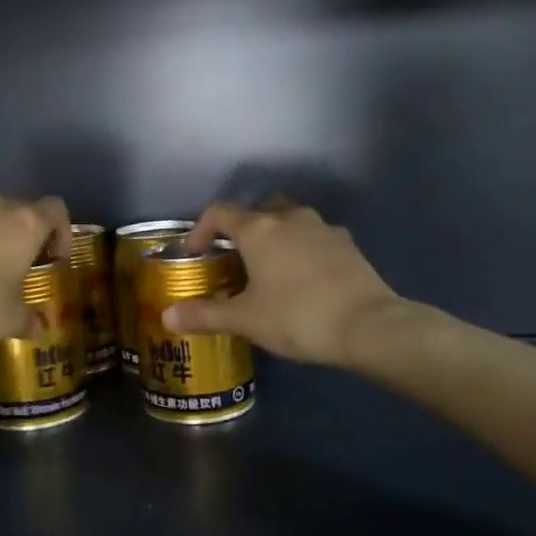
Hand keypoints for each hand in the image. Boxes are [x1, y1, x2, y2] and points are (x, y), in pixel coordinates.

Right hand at [162, 202, 403, 366]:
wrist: (368, 326)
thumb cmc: (297, 317)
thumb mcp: (245, 320)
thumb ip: (205, 315)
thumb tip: (168, 316)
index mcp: (259, 229)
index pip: (219, 213)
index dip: (200, 230)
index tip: (194, 254)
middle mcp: (290, 218)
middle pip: (258, 209)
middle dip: (243, 228)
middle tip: (235, 258)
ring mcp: (323, 228)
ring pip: (290, 220)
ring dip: (275, 236)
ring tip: (269, 269)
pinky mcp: (348, 245)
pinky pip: (315, 238)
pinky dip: (302, 249)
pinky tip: (303, 279)